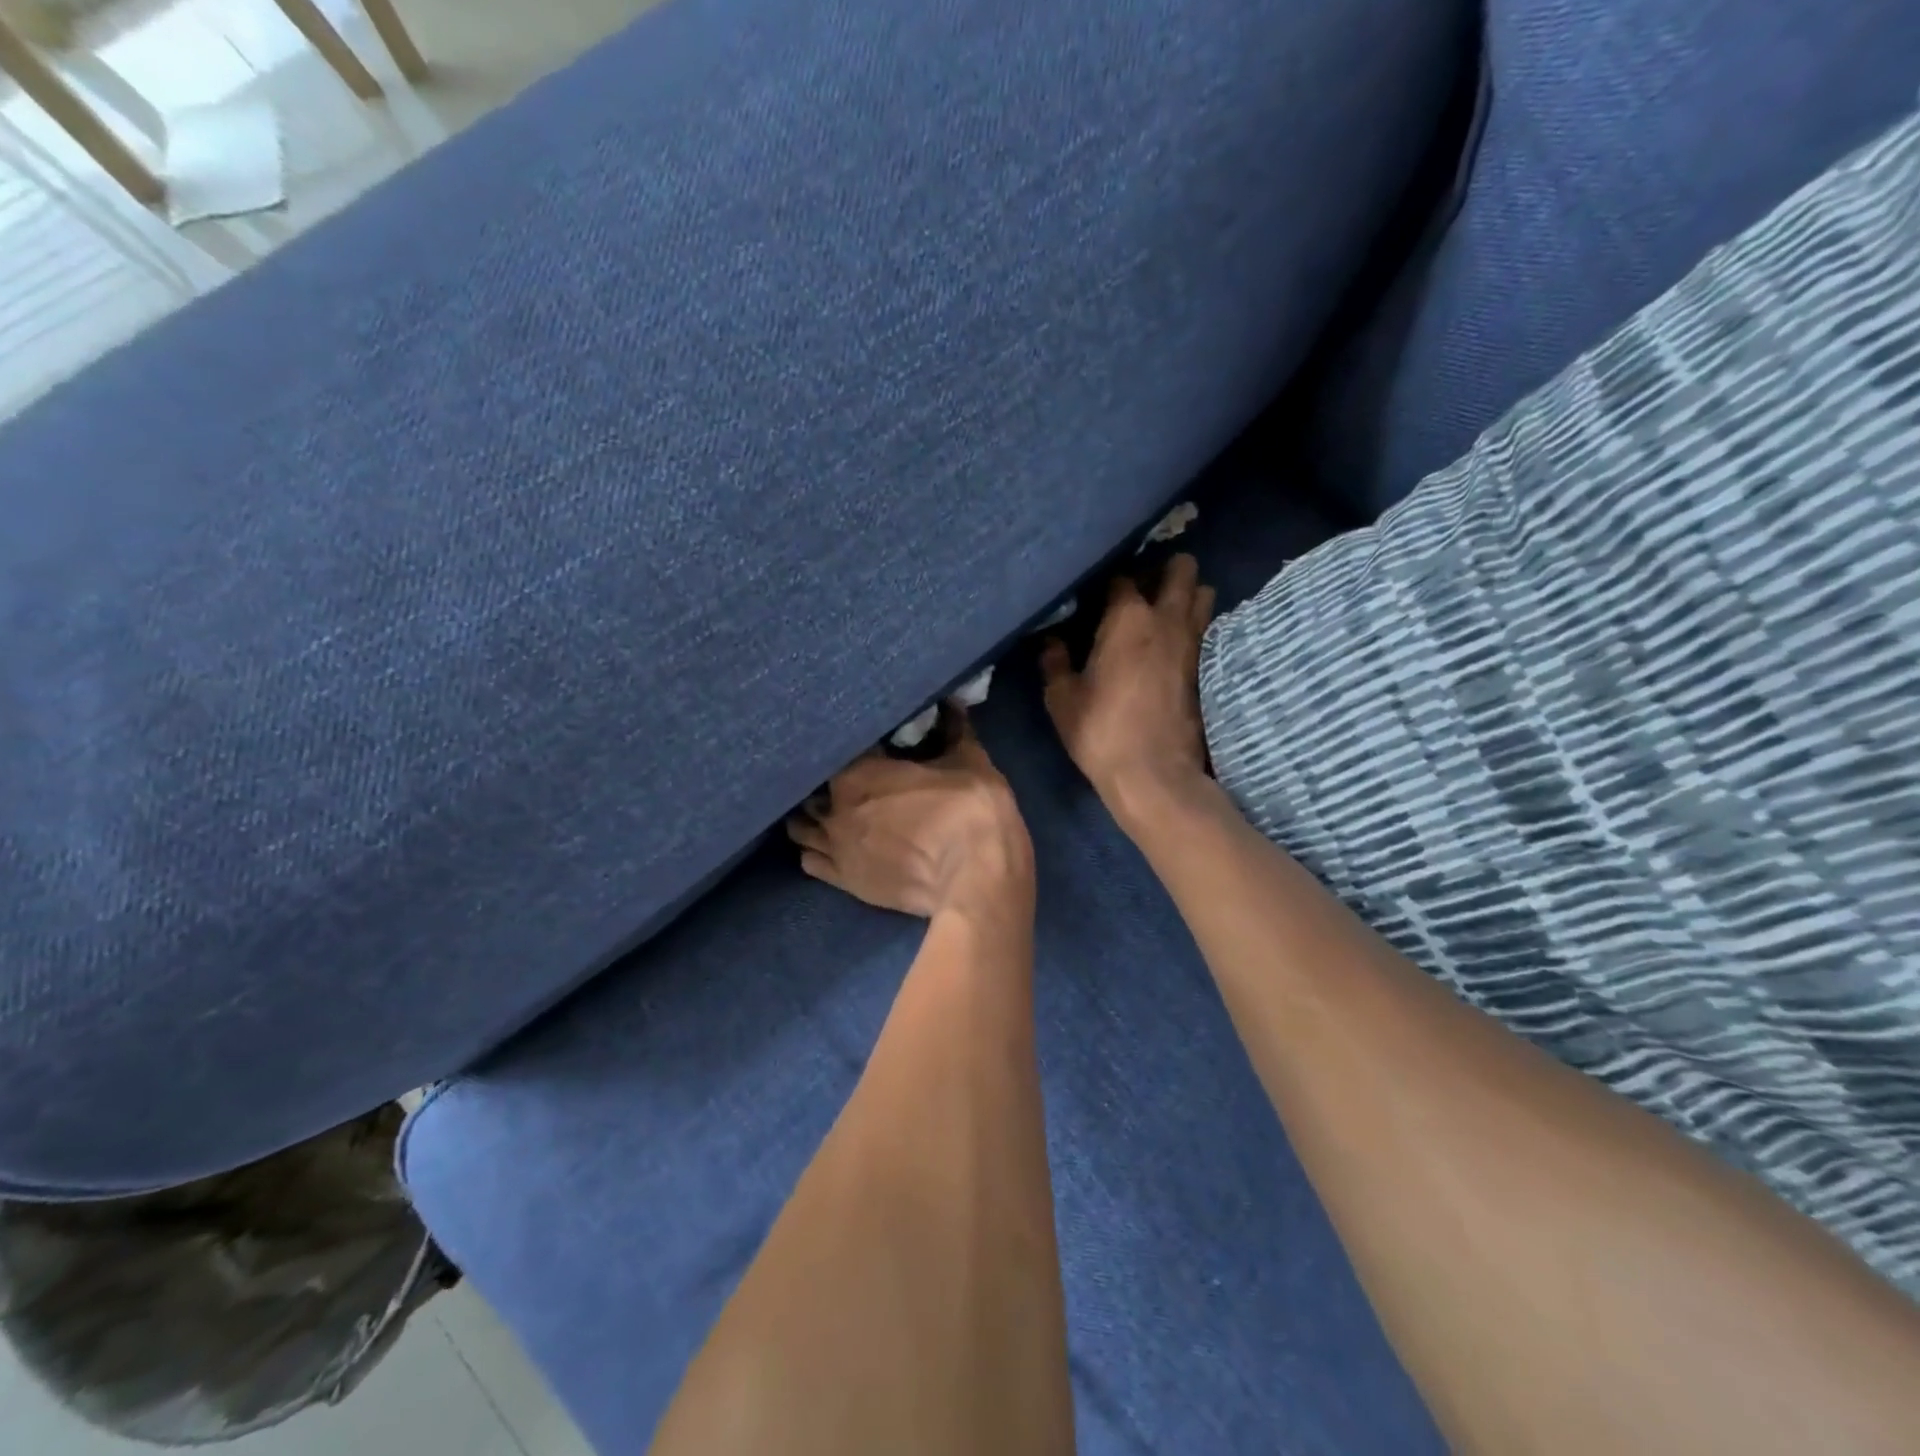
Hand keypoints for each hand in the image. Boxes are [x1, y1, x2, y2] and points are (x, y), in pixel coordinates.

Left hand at [787, 709, 1033, 918]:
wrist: (974, 879)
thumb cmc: (970, 812)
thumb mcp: (970, 761)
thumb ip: (954, 729)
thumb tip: (953, 701)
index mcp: (859, 771)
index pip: (841, 748)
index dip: (857, 748)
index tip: (874, 749)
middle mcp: (835, 807)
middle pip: (813, 788)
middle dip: (829, 783)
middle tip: (855, 781)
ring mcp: (835, 847)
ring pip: (801, 827)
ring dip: (813, 816)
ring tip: (833, 813)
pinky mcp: (843, 882)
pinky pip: (810, 861)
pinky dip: (815, 850)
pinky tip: (831, 846)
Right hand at [1042, 553, 1215, 820]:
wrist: (1154, 774)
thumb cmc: (1100, 731)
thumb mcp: (1062, 699)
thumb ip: (1055, 663)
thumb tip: (1050, 642)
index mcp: (1128, 617)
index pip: (1123, 577)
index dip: (1109, 582)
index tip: (1097, 595)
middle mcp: (1167, 619)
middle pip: (1182, 570)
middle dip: (1166, 570)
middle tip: (1143, 589)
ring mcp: (1193, 642)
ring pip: (1203, 594)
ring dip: (1187, 594)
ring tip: (1163, 610)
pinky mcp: (1206, 667)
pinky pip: (1206, 628)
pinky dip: (1194, 625)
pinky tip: (1174, 643)